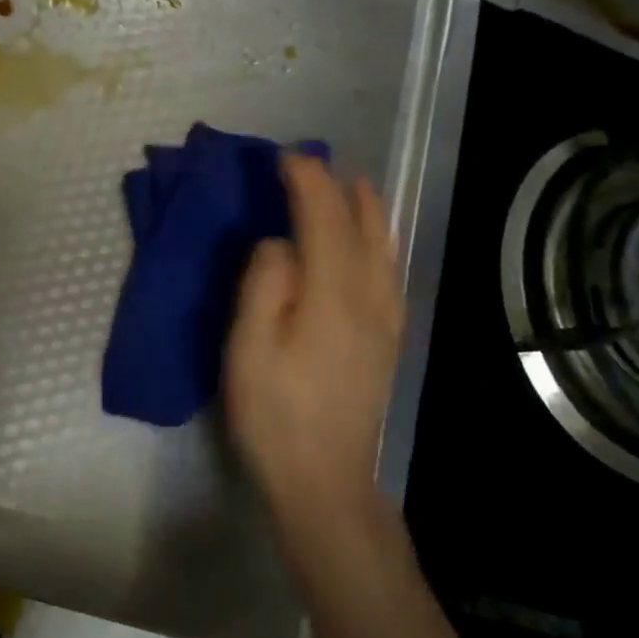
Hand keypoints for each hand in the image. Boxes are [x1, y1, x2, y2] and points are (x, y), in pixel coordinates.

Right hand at [224, 155, 403, 525]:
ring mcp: (385, 321)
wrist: (325, 480)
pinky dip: (381, 243)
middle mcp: (369, 298)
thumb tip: (281, 243)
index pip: (324, 219)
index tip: (285, 157)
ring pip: (384, 248)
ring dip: (367, 210)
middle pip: (362, 227)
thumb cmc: (275, 413)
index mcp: (331, 295)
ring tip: (353, 186)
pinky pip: (390, 273)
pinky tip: (373, 245)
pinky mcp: (388, 341)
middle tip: (313, 163)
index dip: (307, 181)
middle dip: (339, 188)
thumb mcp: (248, 348)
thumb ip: (264, 284)